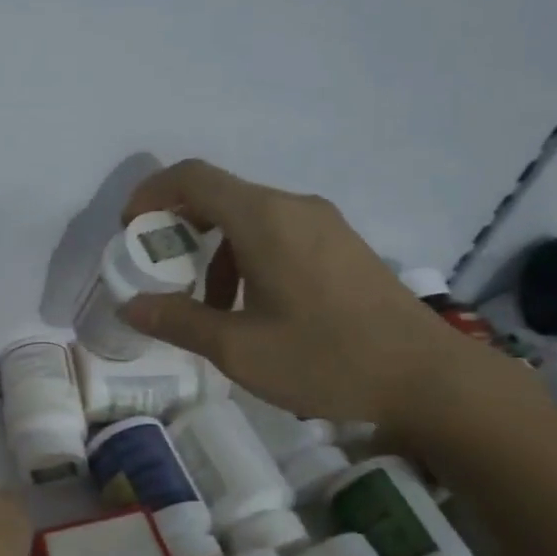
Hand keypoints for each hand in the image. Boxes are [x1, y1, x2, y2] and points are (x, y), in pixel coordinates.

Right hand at [118, 159, 486, 436]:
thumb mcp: (238, 349)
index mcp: (265, 219)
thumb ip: (178, 320)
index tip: (129, 231)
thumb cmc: (325, 358)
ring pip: (248, 219)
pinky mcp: (341, 245)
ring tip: (207, 309)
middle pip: (219, 196)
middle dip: (179, 229)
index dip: (151, 194)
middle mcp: (293, 207)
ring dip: (214, 253)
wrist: (427, 378)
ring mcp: (323, 224)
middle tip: (159, 273)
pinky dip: (246, 259)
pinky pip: (278, 234)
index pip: (193, 177)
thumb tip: (130, 305)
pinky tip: (252, 311)